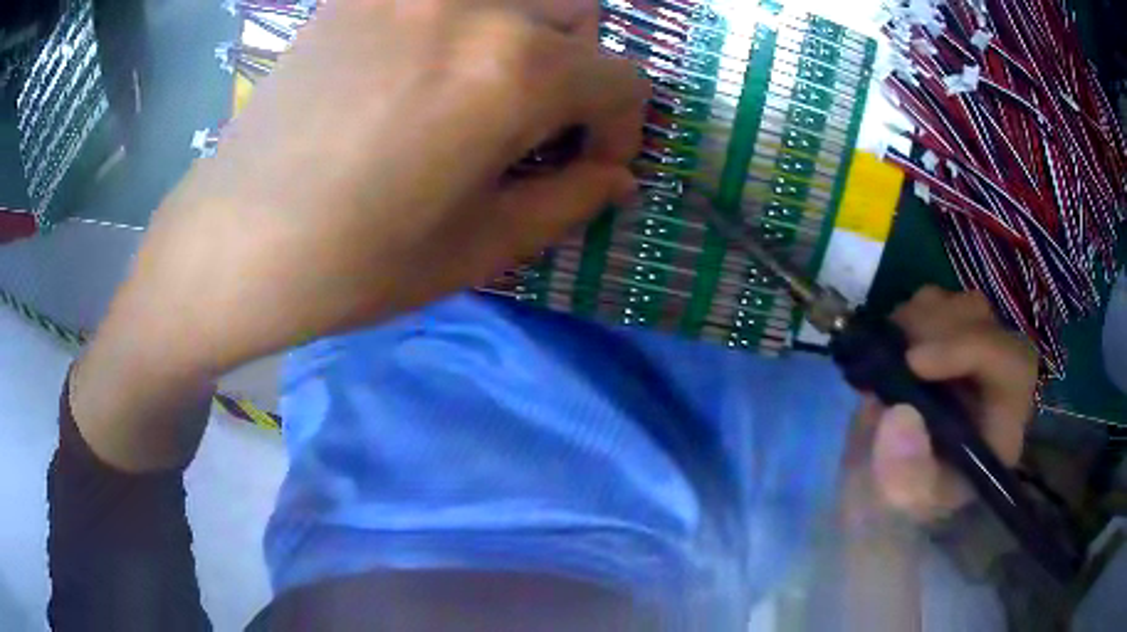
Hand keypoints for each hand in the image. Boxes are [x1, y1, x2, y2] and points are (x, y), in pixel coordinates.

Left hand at [127, 0, 647, 373]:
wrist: (232, 244)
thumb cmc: (353, 265)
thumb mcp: (478, 248)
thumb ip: (568, 201)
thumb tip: (619, 178)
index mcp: (513, 71)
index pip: (622, 79)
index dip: (622, 128)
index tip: (593, 163)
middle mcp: (474, 5)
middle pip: (579, 16)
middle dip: (578, 72)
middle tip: (536, 123)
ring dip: (528, 35)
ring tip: (483, 88)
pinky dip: (464, 22)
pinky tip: (424, 65)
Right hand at [845, 287, 1038, 524]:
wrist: (878, 495)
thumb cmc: (897, 507)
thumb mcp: (898, 507)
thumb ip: (904, 475)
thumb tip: (901, 415)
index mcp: (1000, 428)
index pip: (1012, 365)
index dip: (971, 349)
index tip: (914, 362)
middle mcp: (994, 386)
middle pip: (990, 325)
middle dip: (942, 328)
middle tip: (896, 350)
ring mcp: (970, 361)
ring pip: (964, 307)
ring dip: (924, 318)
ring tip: (889, 351)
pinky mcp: (943, 346)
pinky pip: (936, 306)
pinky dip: (909, 314)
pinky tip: (888, 346)